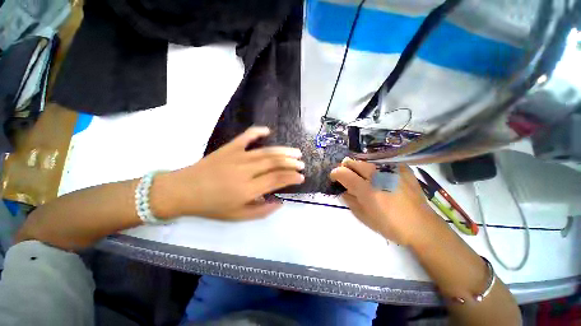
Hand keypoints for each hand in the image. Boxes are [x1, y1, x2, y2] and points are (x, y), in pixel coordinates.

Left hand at [153, 126, 304, 219]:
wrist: (184, 191)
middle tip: (301, 164)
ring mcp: (237, 157)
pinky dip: (257, 131)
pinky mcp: (229, 148)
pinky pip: (246, 137)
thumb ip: (261, 211)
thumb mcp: (237, 216)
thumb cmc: (211, 206)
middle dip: (291, 163)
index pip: (276, 179)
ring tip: (295, 152)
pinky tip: (267, 130)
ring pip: (266, 151)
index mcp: (247, 189)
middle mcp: (245, 171)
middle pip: (274, 163)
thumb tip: (279, 202)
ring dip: (283, 151)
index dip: (291, 177)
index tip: (301, 177)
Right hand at [330, 158, 438, 245]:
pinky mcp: (402, 169)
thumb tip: (344, 190)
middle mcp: (377, 176)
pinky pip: (381, 163)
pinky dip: (374, 168)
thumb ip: (350, 200)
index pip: (343, 173)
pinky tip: (379, 176)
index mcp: (367, 190)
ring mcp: (391, 170)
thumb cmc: (390, 225)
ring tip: (362, 176)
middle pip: (353, 162)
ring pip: (366, 161)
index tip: (334, 178)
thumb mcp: (363, 217)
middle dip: (345, 167)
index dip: (335, 174)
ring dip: (358, 167)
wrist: (422, 226)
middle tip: (347, 176)